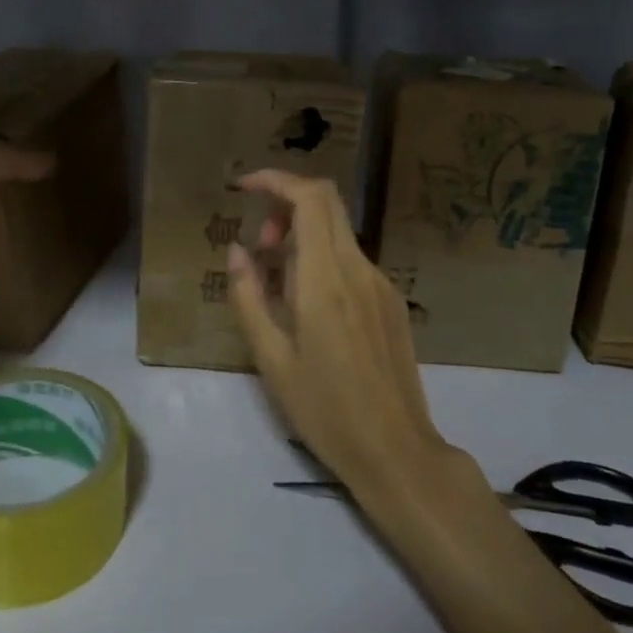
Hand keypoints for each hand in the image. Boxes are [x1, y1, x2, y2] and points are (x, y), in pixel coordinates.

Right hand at [226, 169, 457, 498]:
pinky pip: (352, 260)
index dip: (276, 180)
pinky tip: (309, 304)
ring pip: (338, 231)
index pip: (310, 198)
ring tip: (277, 281)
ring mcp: (381, 284)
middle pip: (327, 202)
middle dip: (286, 203)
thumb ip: (249, 298)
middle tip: (260, 244)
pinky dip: (323, 258)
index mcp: (326, 280)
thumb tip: (237, 251)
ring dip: (303, 235)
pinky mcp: (392, 301)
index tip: (244, 187)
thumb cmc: (325, 411)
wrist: (396, 451)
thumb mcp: (272, 359)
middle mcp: (359, 269)